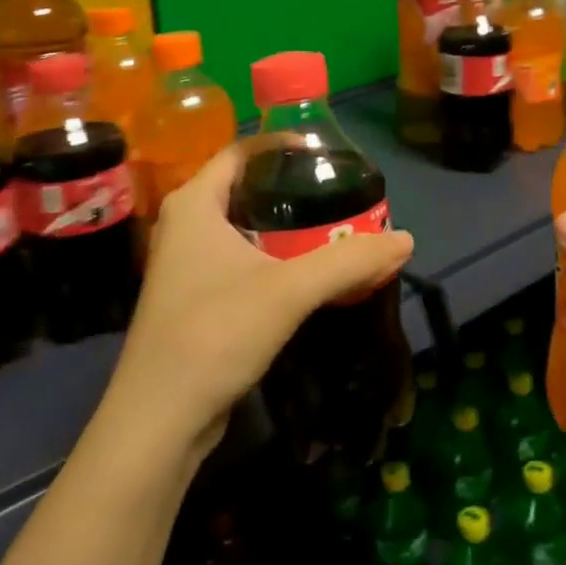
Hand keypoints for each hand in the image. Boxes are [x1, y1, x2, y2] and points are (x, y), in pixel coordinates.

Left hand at [107, 140, 413, 463]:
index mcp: (194, 204)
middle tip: (339, 192)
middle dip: (292, 187)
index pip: (241, 151)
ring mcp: (185, 264)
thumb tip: (406, 240)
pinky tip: (306, 272)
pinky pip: (239, 260)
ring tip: (333, 227)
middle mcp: (184, 225)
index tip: (327, 153)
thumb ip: (348, 261)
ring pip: (243, 228)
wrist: (159, 419)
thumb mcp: (289, 291)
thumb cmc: (214, 334)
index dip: (283, 144)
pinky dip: (273, 257)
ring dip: (285, 227)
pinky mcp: (193, 298)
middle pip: (244, 187)